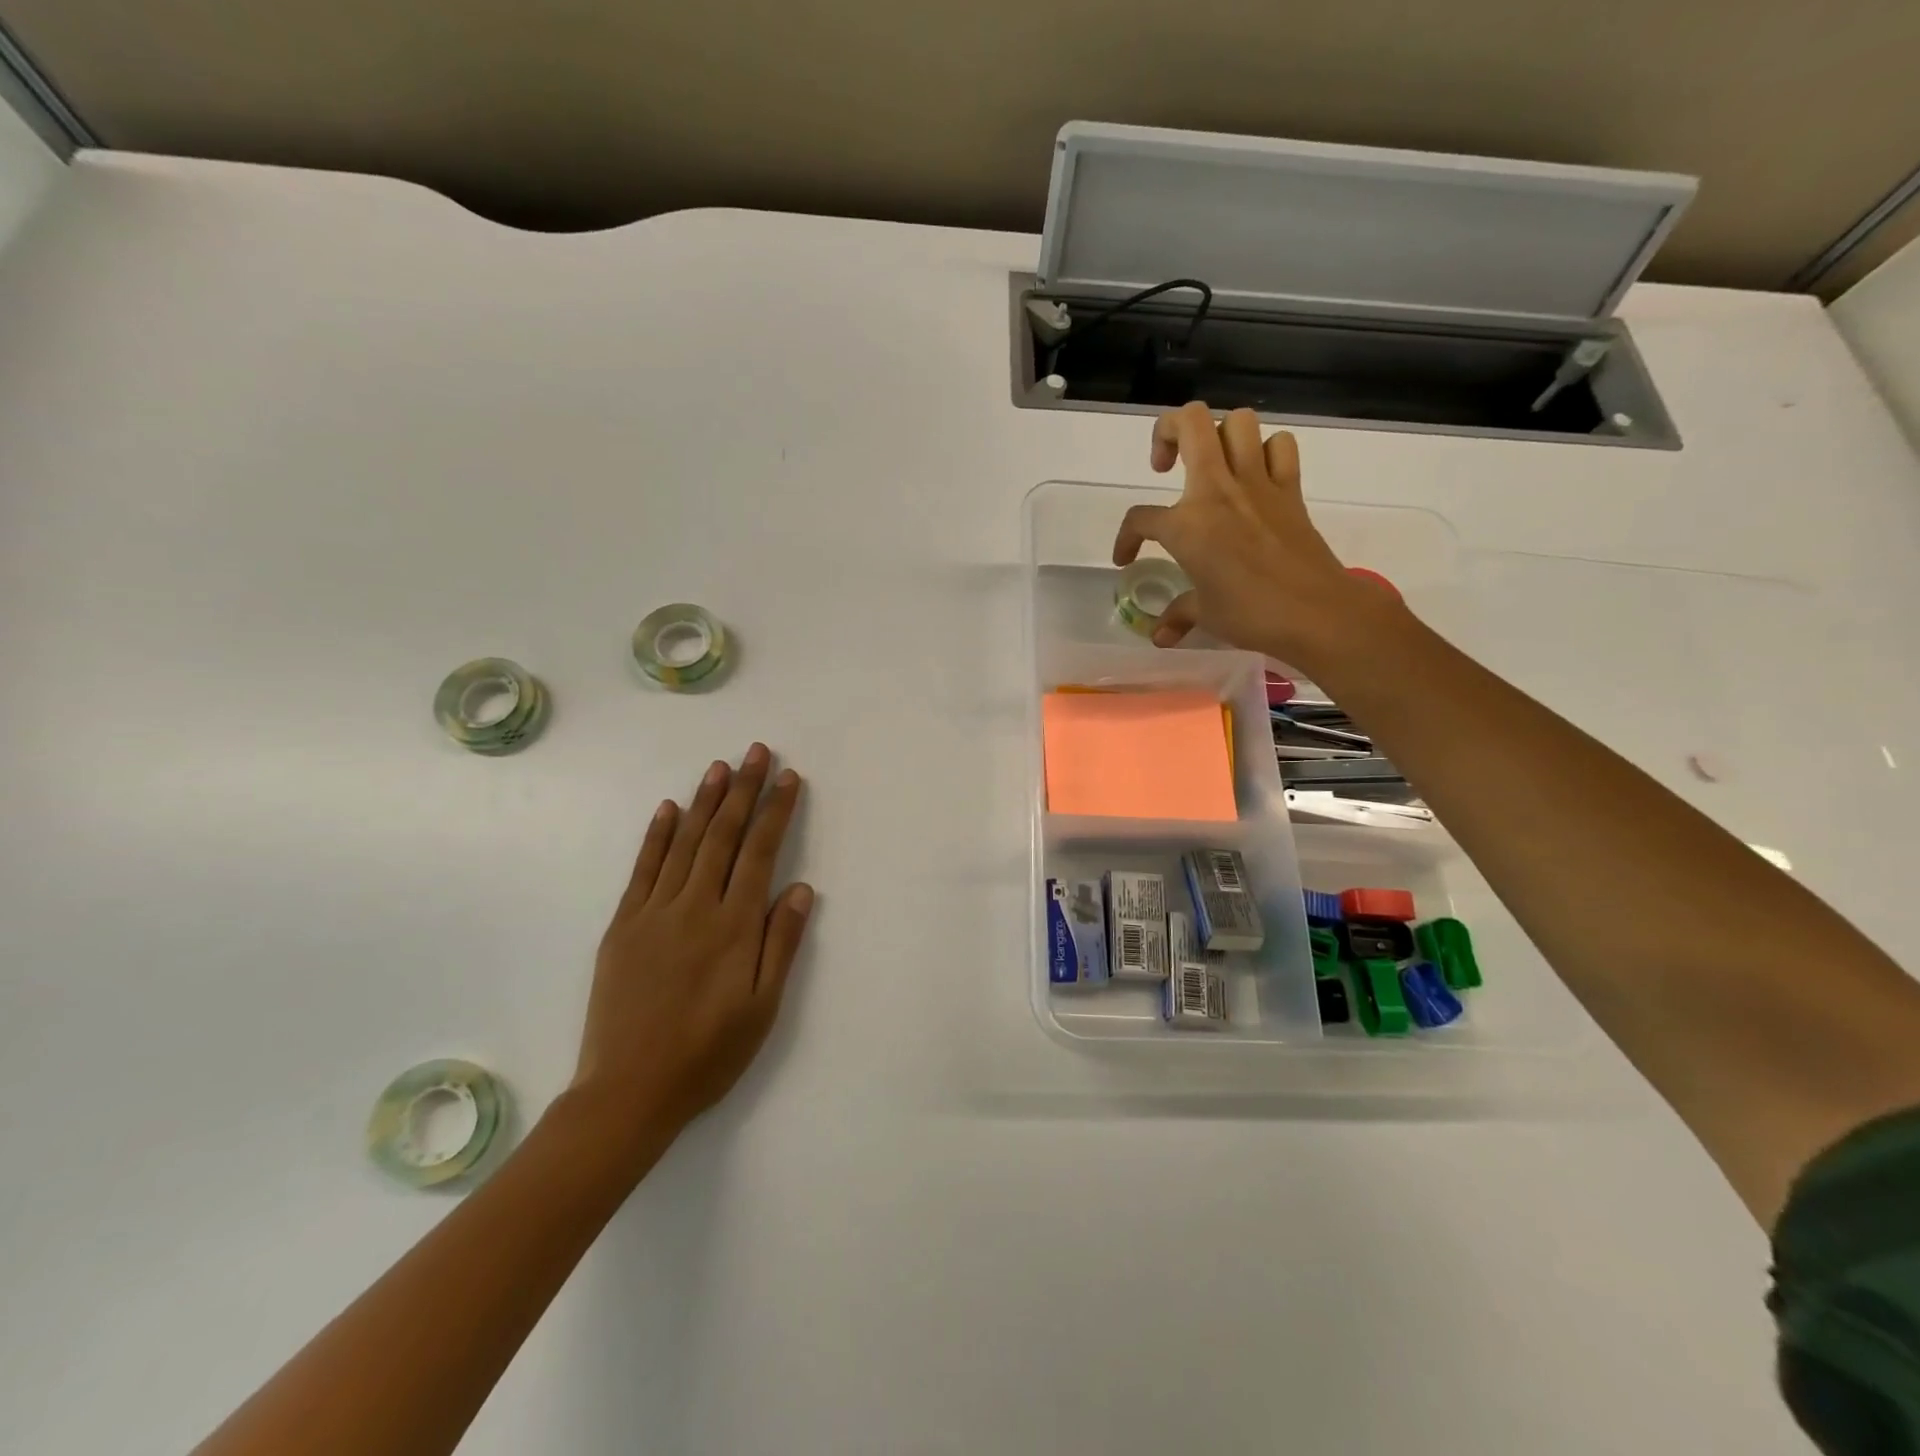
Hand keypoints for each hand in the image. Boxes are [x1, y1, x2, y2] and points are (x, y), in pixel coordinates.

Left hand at [573, 743, 812, 1145]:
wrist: (628, 1092)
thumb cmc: (708, 1053)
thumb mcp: (762, 1008)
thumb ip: (781, 944)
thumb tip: (800, 888)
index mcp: (733, 926)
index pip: (760, 852)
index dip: (775, 811)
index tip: (788, 778)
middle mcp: (695, 906)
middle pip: (723, 835)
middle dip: (744, 790)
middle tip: (757, 751)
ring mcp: (654, 912)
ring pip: (685, 842)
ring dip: (705, 801)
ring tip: (721, 766)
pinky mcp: (623, 924)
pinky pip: (643, 868)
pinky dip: (658, 835)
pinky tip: (670, 809)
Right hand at [1112, 403, 1395, 672]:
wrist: (1316, 612)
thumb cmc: (1250, 614)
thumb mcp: (1205, 614)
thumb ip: (1178, 614)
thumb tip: (1159, 635)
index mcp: (1186, 525)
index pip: (1140, 518)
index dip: (1126, 538)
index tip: (1127, 558)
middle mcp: (1218, 490)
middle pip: (1191, 423)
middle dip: (1168, 431)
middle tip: (1165, 464)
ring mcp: (1258, 483)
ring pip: (1238, 422)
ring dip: (1218, 434)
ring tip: (1210, 463)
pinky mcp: (1290, 488)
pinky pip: (1280, 446)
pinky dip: (1266, 451)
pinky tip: (1255, 474)